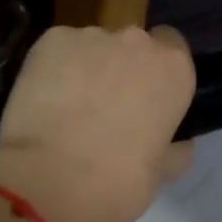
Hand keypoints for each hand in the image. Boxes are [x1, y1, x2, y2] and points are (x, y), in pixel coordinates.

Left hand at [0, 25, 195, 221]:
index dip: (157, 71)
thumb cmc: (120, 183)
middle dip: (121, 69)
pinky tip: (44, 103)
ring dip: (86, 70)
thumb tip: (177, 144)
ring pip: (91, 48)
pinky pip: (56, 52)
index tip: (147, 98)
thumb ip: (174, 148)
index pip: (173, 47)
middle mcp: (136, 42)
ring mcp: (89, 37)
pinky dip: (53, 71)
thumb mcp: (163, 172)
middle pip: (131, 45)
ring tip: (68, 110)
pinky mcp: (48, 42)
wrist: (52, 183)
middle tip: (106, 109)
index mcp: (174, 69)